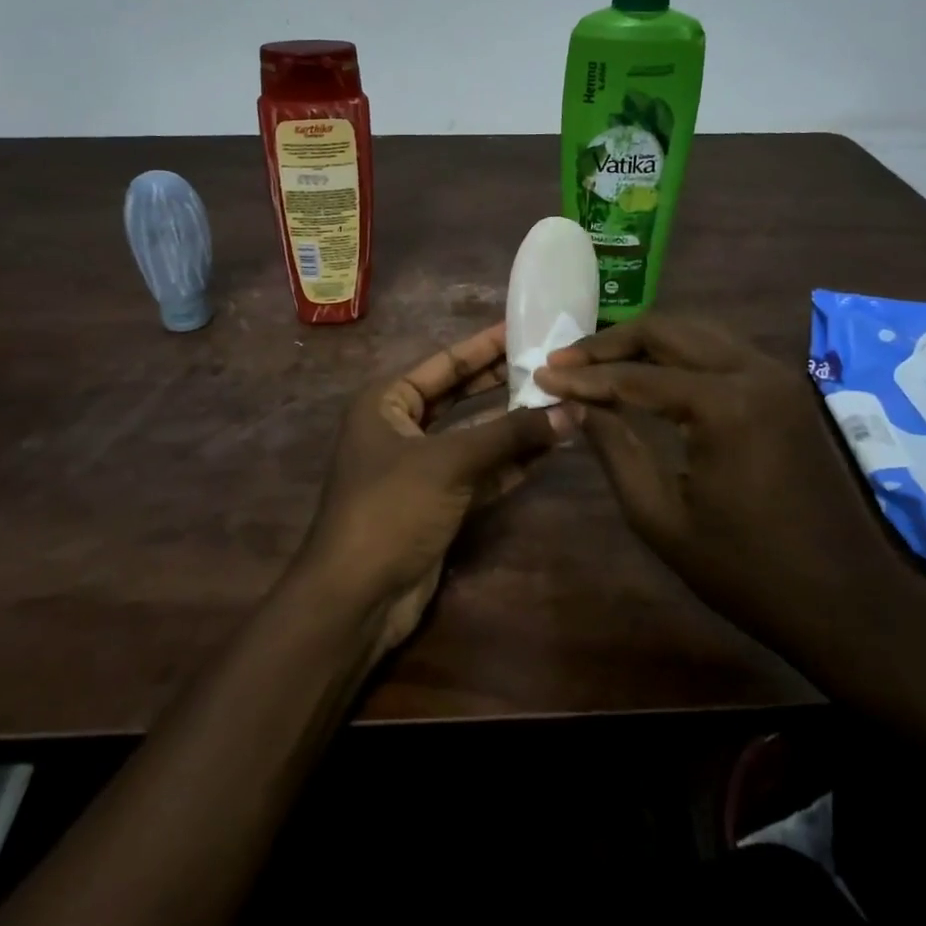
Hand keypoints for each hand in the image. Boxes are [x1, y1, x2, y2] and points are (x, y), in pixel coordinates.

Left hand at [298, 324, 574, 660]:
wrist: (357, 597)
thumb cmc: (391, 509)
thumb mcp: (449, 462)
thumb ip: (508, 435)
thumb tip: (568, 411)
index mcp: (387, 402)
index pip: (445, 363)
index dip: (484, 346)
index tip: (524, 328)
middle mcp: (401, 428)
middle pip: (461, 397)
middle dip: (504, 384)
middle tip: (550, 364)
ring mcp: (420, 468)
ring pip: (474, 437)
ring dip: (514, 426)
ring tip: (561, 405)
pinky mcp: (437, 503)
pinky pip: (479, 473)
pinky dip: (510, 463)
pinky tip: (548, 450)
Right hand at [535, 314, 914, 652]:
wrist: (847, 601)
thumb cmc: (746, 571)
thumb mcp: (661, 517)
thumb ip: (614, 449)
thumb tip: (575, 404)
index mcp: (724, 405)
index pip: (636, 376)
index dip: (583, 376)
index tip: (540, 375)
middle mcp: (754, 371)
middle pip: (668, 330)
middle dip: (611, 343)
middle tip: (566, 362)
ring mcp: (777, 375)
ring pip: (697, 331)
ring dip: (645, 342)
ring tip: (599, 363)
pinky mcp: (787, 388)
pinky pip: (722, 350)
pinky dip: (680, 354)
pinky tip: (650, 374)